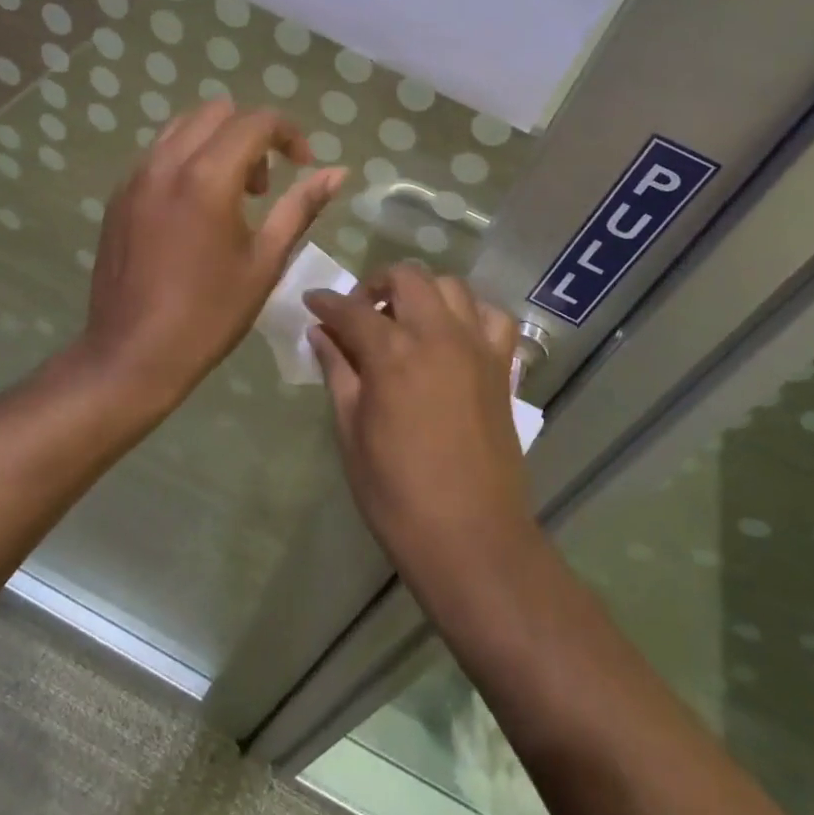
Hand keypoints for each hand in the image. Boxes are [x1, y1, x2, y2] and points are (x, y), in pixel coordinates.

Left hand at [77, 99, 345, 408]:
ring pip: (183, 127)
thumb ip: (301, 207)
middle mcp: (166, 163)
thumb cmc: (209, 314)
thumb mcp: (265, 261)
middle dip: (252, 134)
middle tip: (265, 186)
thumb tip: (337, 172)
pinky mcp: (118, 196)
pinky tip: (196, 210)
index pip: (256, 121)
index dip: (289, 134)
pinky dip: (187, 160)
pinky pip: (159, 153)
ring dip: (217, 143)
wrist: (132, 355)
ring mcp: (135, 177)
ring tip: (232, 195)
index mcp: (207, 178)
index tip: (304, 166)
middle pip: (217, 112)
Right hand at [305, 266, 533, 576]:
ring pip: (451, 286)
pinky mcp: (501, 366)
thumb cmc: (397, 494)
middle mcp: (437, 335)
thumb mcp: (352, 433)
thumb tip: (320, 334)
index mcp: (392, 354)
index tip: (312, 304)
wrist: (470, 536)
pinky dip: (470, 312)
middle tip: (360, 312)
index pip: (352, 309)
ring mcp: (476, 347)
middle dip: (377, 284)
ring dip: (422, 292)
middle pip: (407, 277)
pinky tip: (453, 334)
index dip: (326, 302)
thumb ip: (338, 373)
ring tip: (406, 319)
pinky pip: (492, 317)